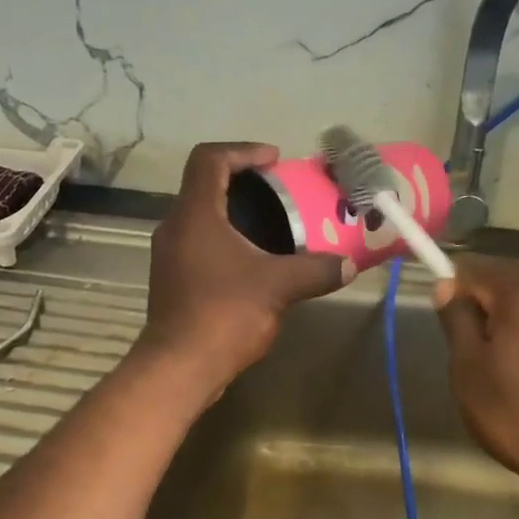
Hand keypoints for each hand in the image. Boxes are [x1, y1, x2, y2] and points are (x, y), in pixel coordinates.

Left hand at [138, 143, 350, 396]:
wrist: (179, 367)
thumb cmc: (225, 314)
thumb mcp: (278, 287)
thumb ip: (316, 270)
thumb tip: (349, 264)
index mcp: (195, 214)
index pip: (209, 159)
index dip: (242, 150)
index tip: (274, 161)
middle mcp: (175, 227)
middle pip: (205, 186)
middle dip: (244, 184)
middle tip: (280, 194)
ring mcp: (169, 256)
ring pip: (202, 219)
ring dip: (235, 216)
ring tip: (273, 228)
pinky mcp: (171, 281)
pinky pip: (199, 246)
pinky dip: (226, 243)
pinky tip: (254, 265)